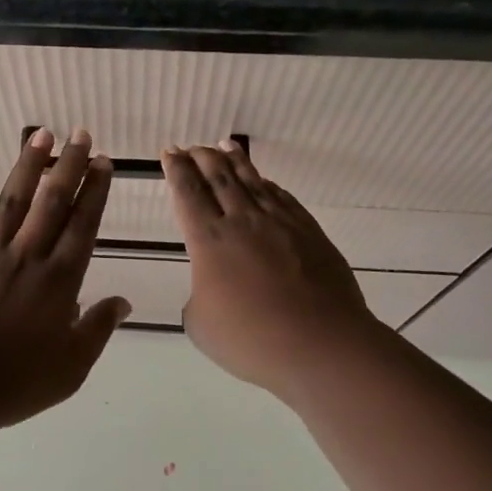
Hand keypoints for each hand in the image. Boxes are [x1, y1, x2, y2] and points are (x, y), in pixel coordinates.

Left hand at [0, 127, 130, 429]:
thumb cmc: (14, 385)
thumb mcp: (72, 367)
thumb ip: (98, 328)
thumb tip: (124, 301)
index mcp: (60, 280)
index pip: (83, 224)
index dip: (95, 191)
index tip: (103, 163)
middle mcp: (28, 255)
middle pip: (53, 201)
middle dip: (70, 165)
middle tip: (82, 134)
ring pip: (14, 198)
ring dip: (30, 164)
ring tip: (43, 134)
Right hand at [163, 141, 383, 396]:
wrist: (320, 344)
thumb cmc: (252, 340)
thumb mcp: (202, 325)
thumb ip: (199, 298)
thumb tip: (211, 287)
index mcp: (209, 240)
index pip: (187, 194)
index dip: (176, 170)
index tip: (170, 153)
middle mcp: (242, 221)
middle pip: (218, 177)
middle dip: (201, 158)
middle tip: (192, 147)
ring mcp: (279, 222)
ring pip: (251, 181)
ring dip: (235, 161)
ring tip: (224, 146)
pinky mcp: (308, 231)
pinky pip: (282, 198)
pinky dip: (267, 185)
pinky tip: (264, 182)